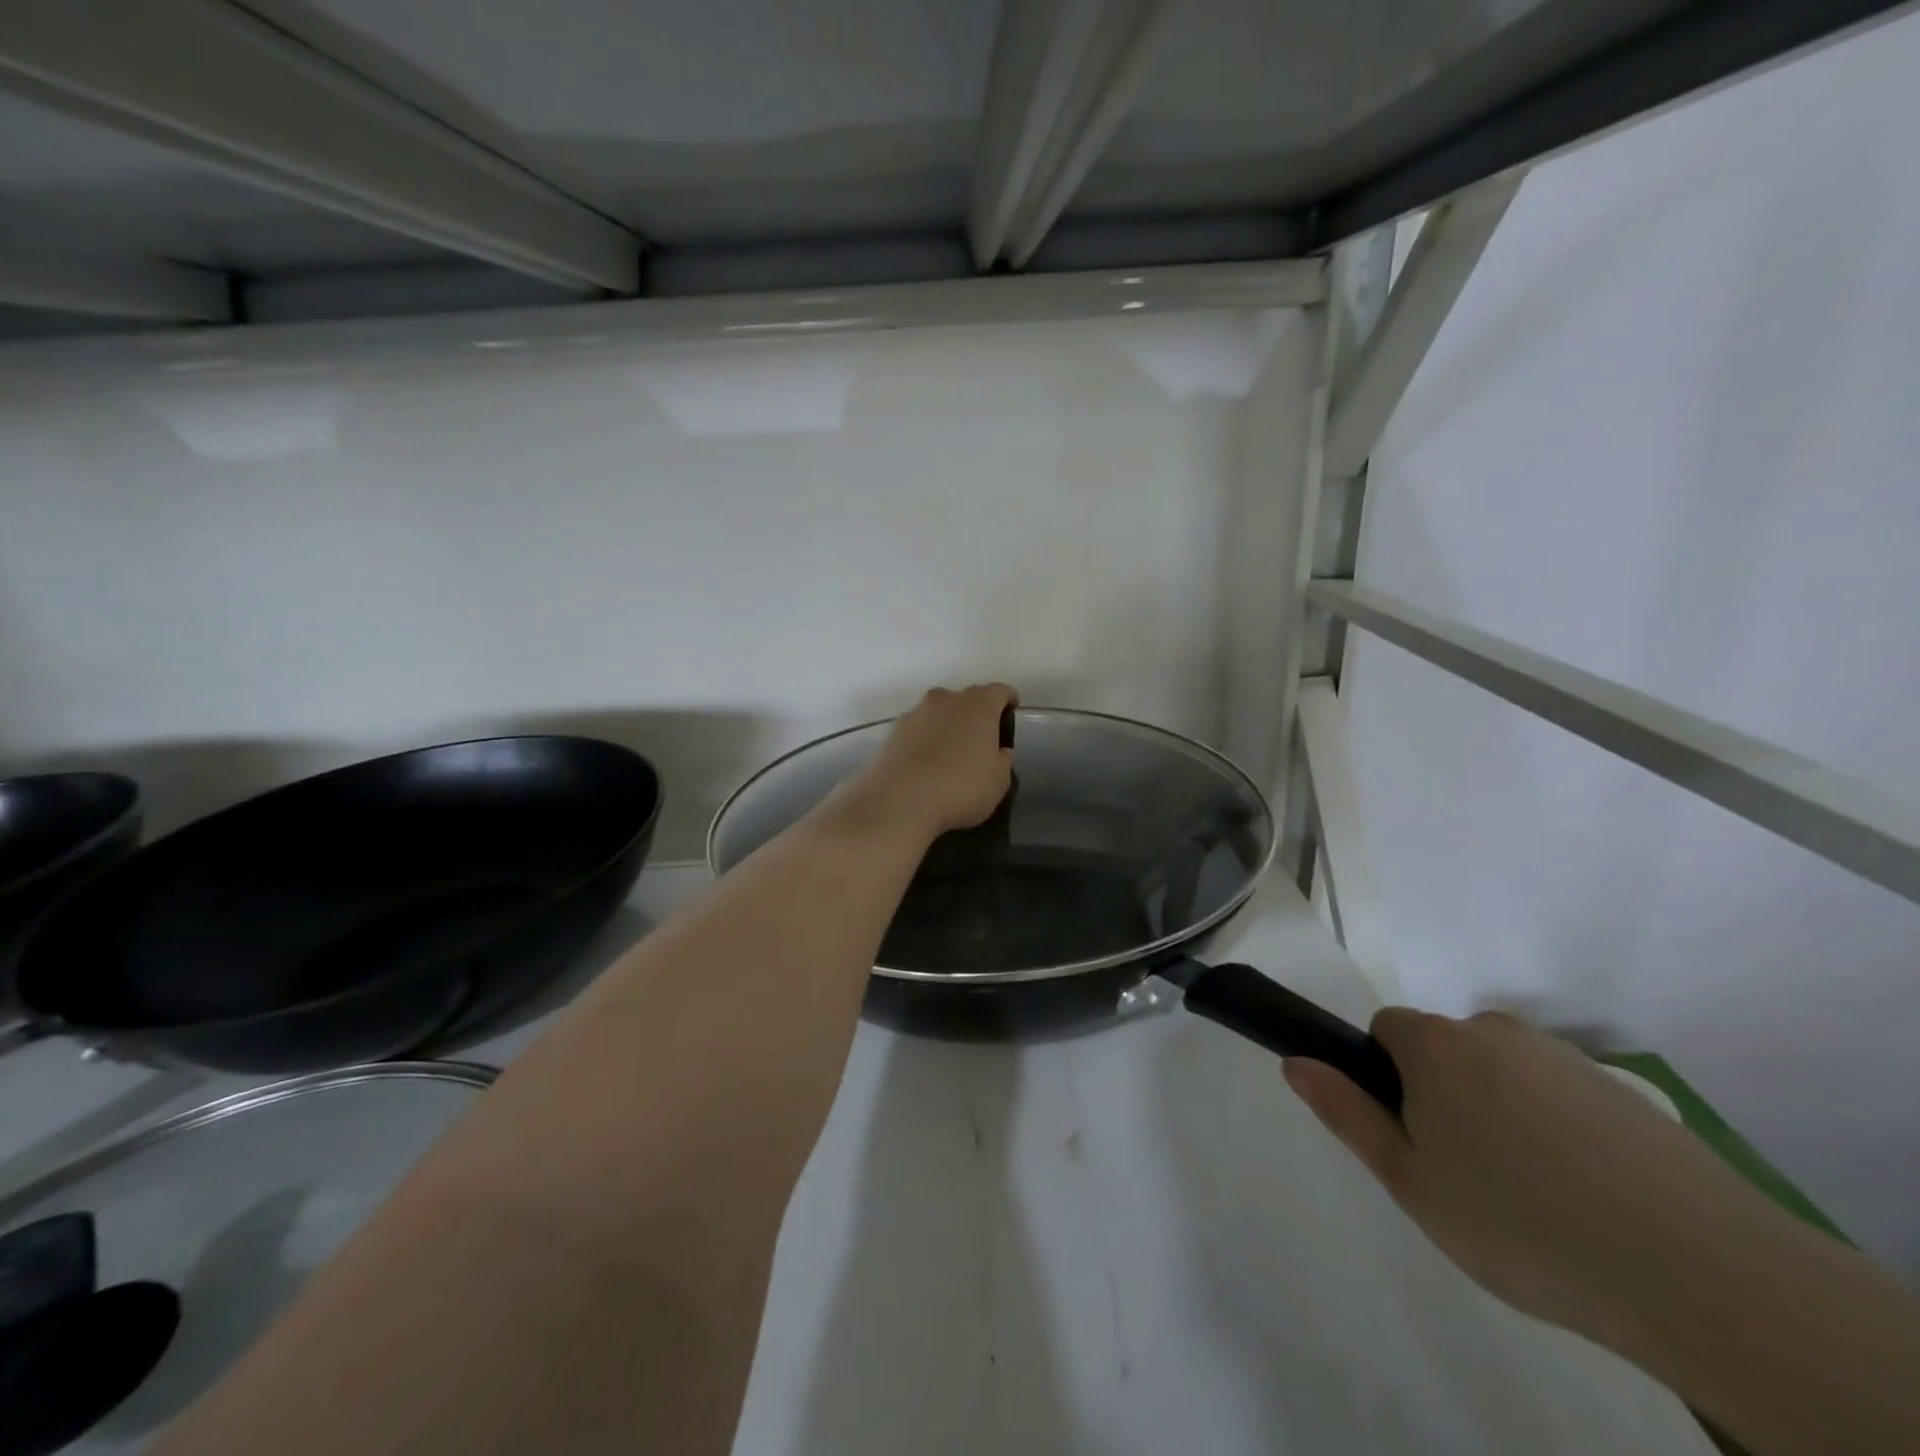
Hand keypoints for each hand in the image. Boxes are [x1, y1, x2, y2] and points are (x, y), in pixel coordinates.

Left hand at [853, 684, 1017, 838]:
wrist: (899, 801)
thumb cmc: (960, 788)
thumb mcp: (999, 781)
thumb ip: (1003, 759)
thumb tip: (1000, 750)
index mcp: (979, 705)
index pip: (1000, 691)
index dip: (1008, 702)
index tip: (1010, 716)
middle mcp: (946, 699)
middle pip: (967, 699)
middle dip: (976, 715)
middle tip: (980, 741)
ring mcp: (916, 712)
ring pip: (939, 712)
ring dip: (947, 726)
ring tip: (949, 754)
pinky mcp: (893, 730)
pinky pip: (918, 729)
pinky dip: (924, 739)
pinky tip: (925, 764)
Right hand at [1285, 1010, 1782, 1351]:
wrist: (1701, 1272)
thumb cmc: (1520, 1222)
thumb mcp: (1410, 1181)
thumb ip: (1346, 1113)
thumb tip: (1296, 1061)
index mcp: (1437, 1045)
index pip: (1385, 1029)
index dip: (1386, 1078)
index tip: (1412, 1135)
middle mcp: (1495, 1031)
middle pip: (1444, 1049)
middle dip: (1442, 1095)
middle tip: (1466, 1176)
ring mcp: (1564, 1057)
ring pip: (1502, 1072)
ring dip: (1499, 1112)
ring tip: (1531, 1196)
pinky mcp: (1622, 1091)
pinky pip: (1559, 1094)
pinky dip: (1556, 1129)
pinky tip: (1585, 1196)